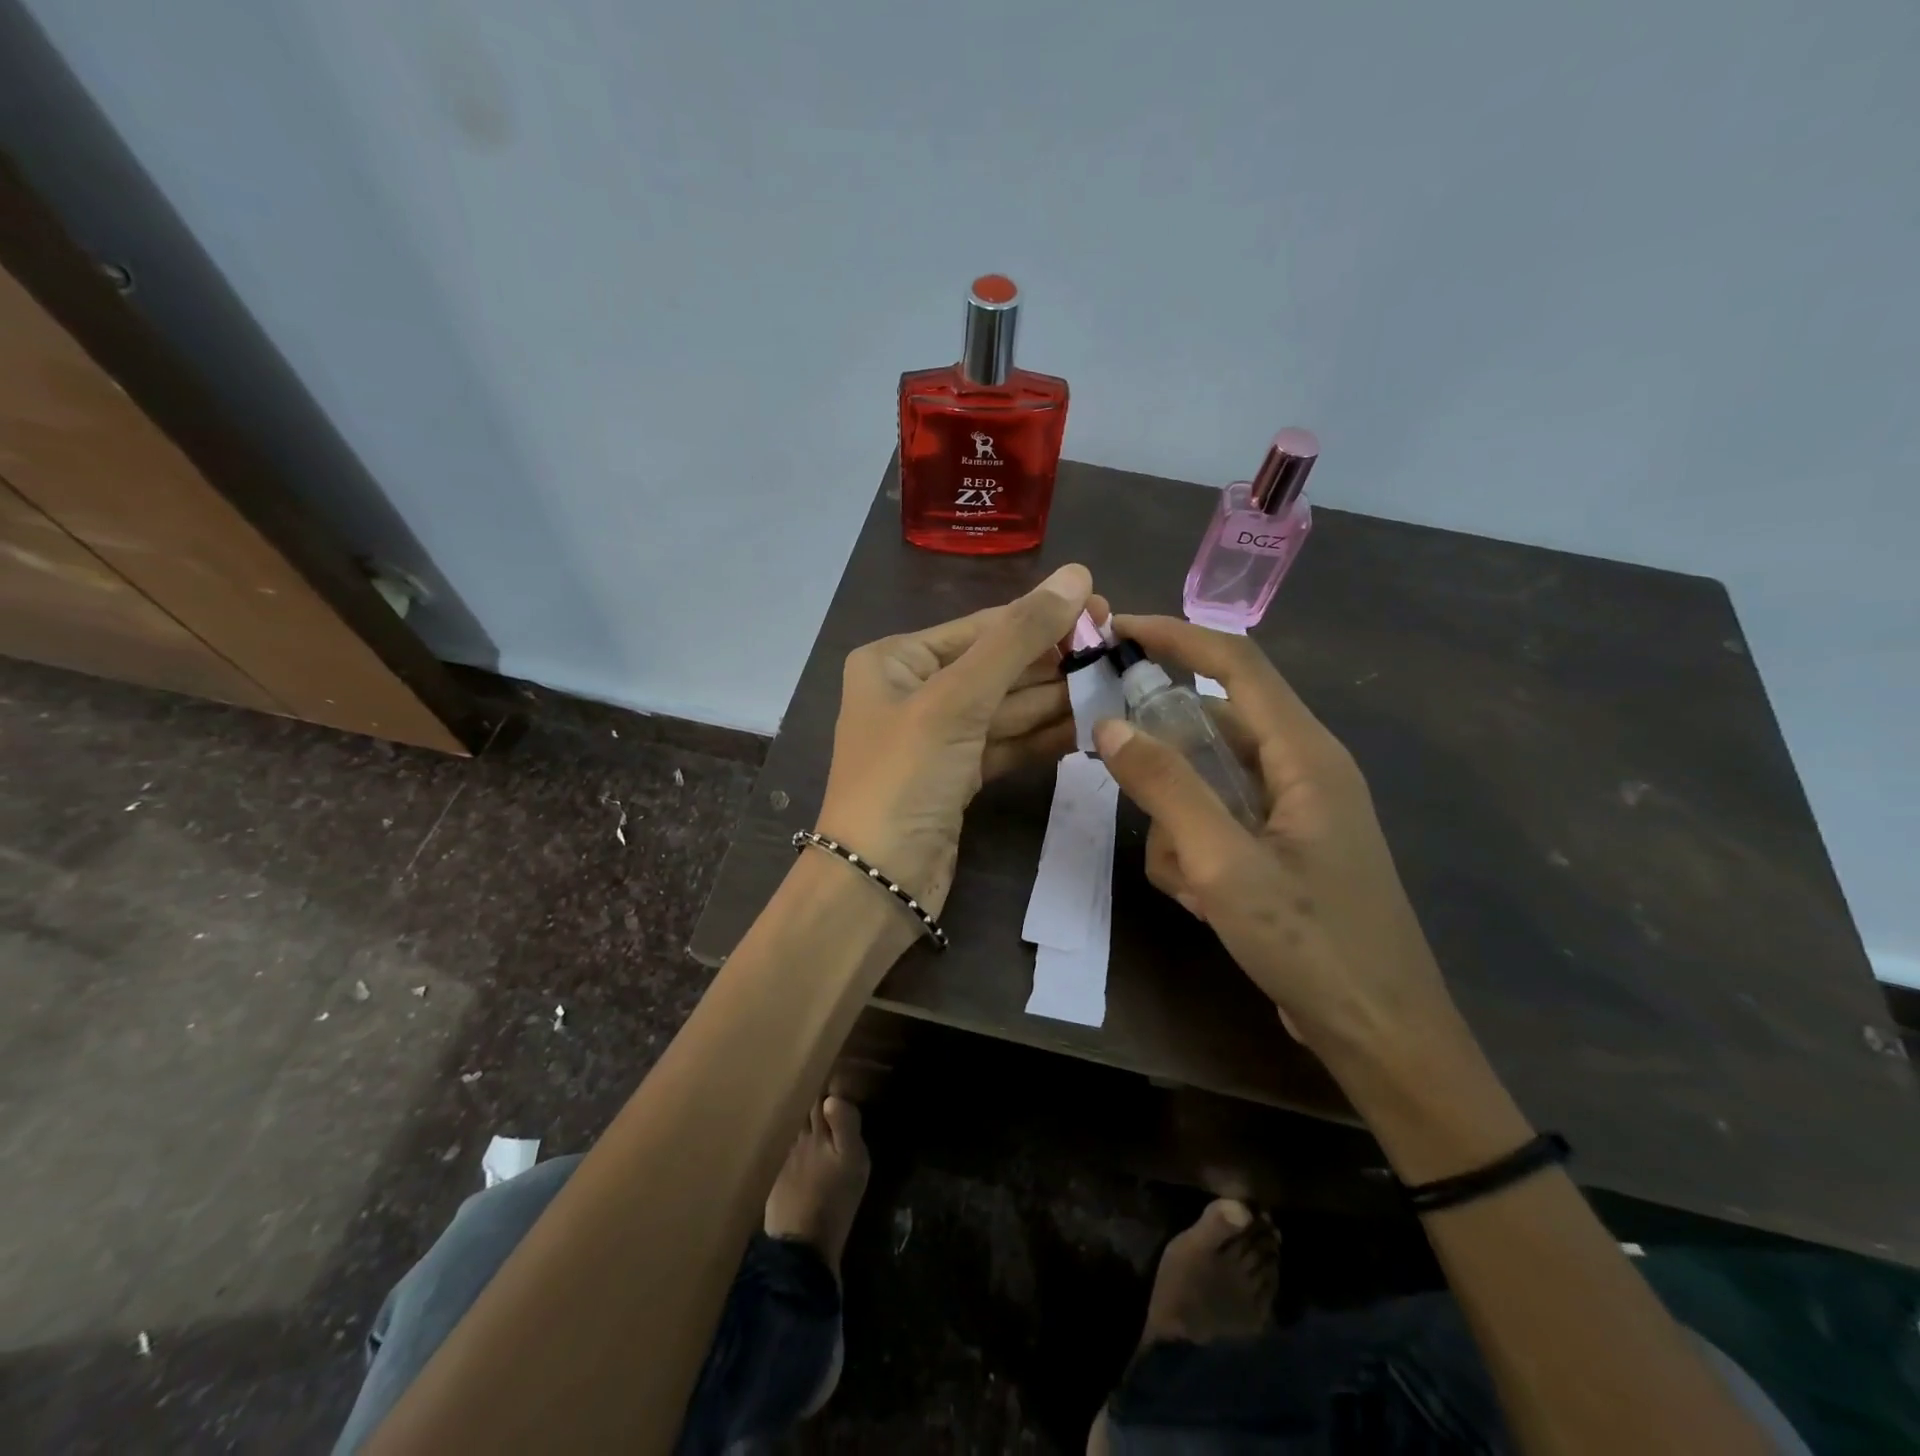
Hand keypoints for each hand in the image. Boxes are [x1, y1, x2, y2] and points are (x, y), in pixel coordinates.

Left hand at [815, 565, 1092, 916]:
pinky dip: (1043, 736)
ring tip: (1116, 687)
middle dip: (1054, 662)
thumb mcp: (957, 699)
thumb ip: (1017, 638)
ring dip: (1057, 700)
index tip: (1106, 610)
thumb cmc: (904, 777)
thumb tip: (1076, 575)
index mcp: (896, 660)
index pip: (982, 627)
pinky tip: (1089, 726)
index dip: (1044, 617)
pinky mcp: (957, 776)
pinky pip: (1006, 743)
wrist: (877, 883)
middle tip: (1119, 654)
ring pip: (1006, 708)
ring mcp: (937, 737)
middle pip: (997, 666)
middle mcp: (914, 691)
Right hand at [1092, 615, 1459, 1073]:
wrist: (1379, 1035)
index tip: (1114, 630)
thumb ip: (1167, 788)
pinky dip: (1194, 850)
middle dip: (1162, 750)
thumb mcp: (1225, 864)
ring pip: (1207, 780)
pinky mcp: (1280, 847)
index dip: (1176, 635)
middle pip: (1213, 723)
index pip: (1236, 662)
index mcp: (1304, 754)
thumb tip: (1110, 726)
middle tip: (1112, 768)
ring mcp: (1291, 811)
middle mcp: (1301, 769)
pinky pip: (1218, 821)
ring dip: (1177, 820)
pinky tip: (1200, 898)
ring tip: (1186, 878)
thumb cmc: (1312, 943)